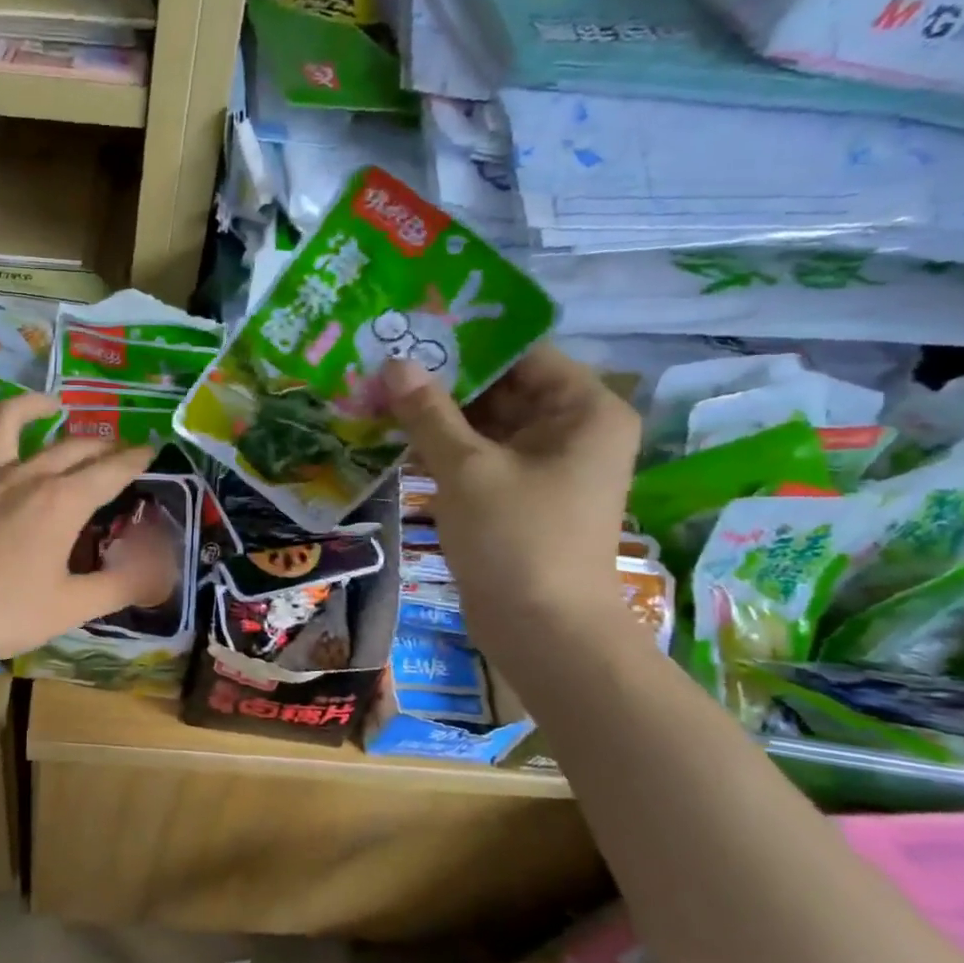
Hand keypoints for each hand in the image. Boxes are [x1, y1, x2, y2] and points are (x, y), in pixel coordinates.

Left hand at [0, 393, 177, 664]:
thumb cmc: (0, 613)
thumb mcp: (70, 608)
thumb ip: (121, 585)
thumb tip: (163, 571)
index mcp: (61, 502)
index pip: (110, 471)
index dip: (135, 459)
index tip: (151, 449)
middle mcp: (23, 475)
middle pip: (70, 446)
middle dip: (100, 444)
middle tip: (116, 448)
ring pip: (7, 420)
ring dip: (34, 406)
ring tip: (51, 406)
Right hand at [383, 345, 638, 646]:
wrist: (542, 630)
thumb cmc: (515, 538)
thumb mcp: (466, 468)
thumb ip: (428, 412)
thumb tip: (394, 363)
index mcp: (583, 409)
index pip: (522, 353)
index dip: (467, 341)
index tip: (411, 332)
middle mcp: (572, 429)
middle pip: (503, 387)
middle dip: (444, 380)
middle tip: (384, 363)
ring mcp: (546, 465)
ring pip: (487, 423)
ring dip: (438, 415)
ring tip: (379, 394)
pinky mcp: (520, 495)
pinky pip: (481, 455)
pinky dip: (444, 448)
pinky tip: (396, 437)